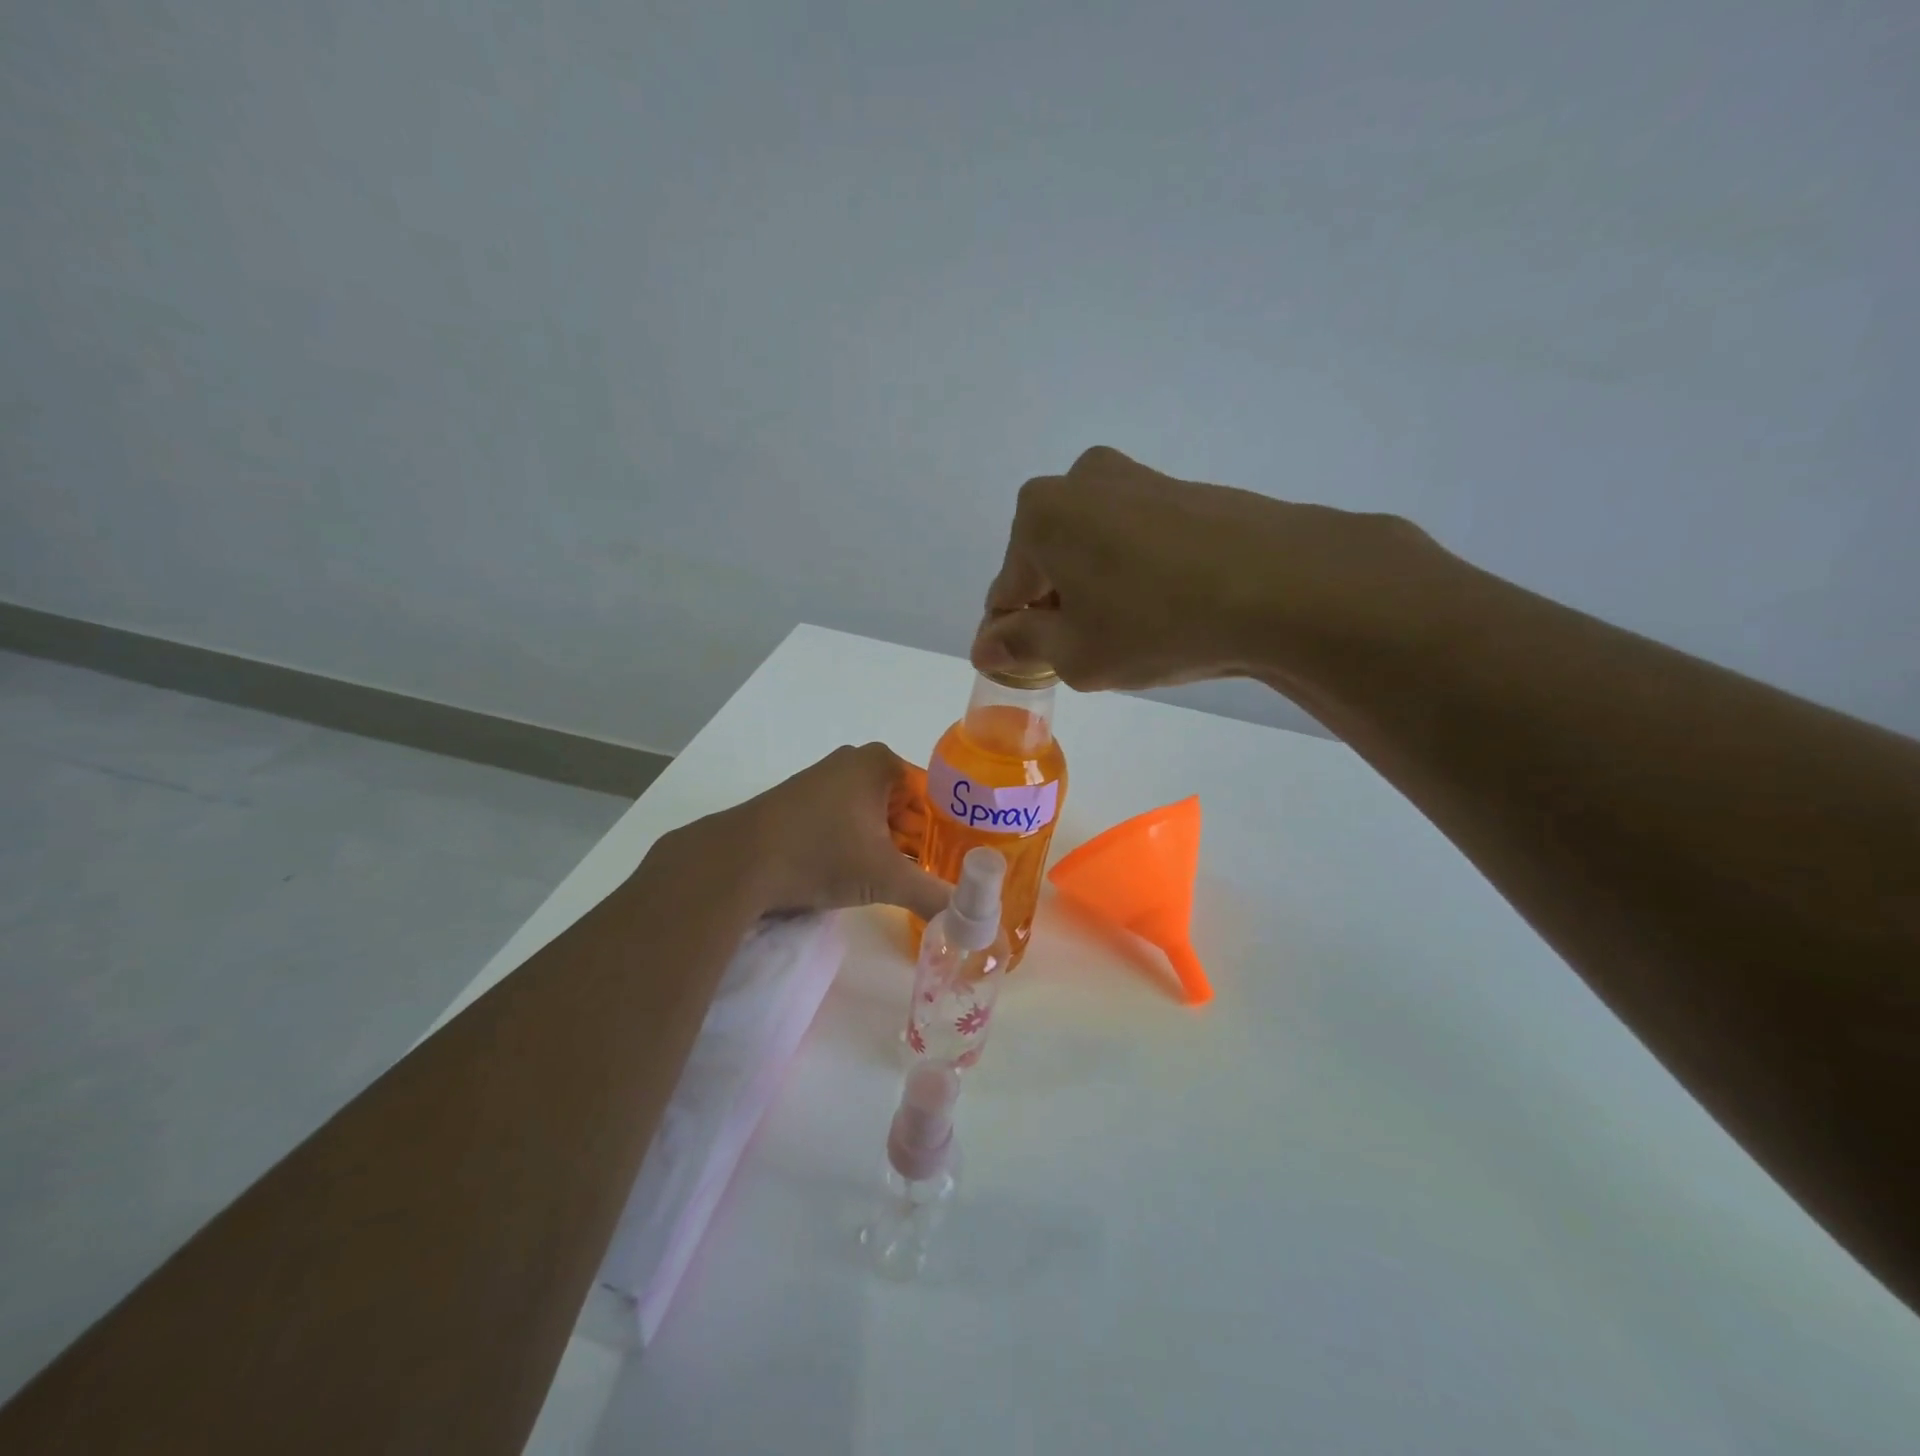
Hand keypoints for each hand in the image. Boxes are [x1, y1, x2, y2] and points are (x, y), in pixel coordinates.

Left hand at [702, 743, 951, 921]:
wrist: (738, 862)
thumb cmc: (821, 854)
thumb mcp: (885, 878)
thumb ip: (932, 896)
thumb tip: (972, 922)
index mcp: (880, 763)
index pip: (933, 795)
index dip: (949, 831)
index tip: (959, 864)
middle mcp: (854, 763)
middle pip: (905, 806)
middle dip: (920, 843)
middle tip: (936, 879)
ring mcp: (824, 781)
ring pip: (875, 817)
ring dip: (890, 848)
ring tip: (906, 883)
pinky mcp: (802, 804)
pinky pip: (847, 822)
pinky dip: (860, 847)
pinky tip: (864, 878)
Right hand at [971, 446, 1444, 695]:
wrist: (1285, 586)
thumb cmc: (1157, 623)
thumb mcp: (1075, 652)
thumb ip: (1020, 646)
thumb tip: (987, 644)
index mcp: (1040, 514)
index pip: (1006, 591)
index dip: (1014, 637)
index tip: (1031, 671)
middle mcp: (1080, 481)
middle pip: (1047, 563)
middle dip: (1056, 608)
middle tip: (1088, 654)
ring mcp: (1136, 479)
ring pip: (1091, 550)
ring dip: (1095, 592)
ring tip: (1133, 634)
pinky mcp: (1182, 491)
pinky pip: (1134, 541)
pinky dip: (1134, 575)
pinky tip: (1165, 609)